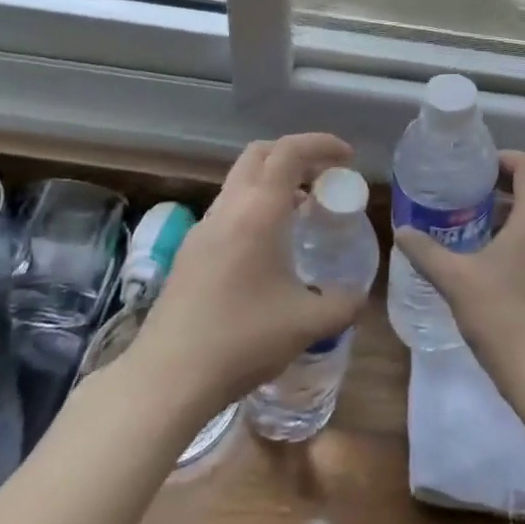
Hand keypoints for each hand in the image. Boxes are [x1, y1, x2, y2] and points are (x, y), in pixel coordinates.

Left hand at [133, 133, 364, 411]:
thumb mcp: (307, 324)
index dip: (321, 144)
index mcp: (258, 212)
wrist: (166, 379)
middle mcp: (228, 209)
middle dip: (295, 154)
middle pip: (260, 154)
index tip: (347, 157)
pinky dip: (254, 208)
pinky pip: (228, 210)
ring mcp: (202, 230)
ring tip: (302, 212)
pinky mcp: (189, 253)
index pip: (289, 152)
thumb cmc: (242, 340)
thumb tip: (358, 296)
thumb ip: (342, 304)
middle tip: (323, 176)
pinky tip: (268, 249)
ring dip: (273, 183)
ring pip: (240, 182)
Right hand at [393, 151, 524, 402]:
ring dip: (513, 220)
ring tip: (477, 236)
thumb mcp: (456, 282)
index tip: (476, 171)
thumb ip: (427, 252)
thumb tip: (402, 231)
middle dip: (501, 193)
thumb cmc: (504, 318)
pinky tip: (500, 268)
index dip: (503, 160)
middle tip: (466, 204)